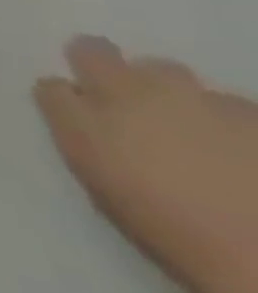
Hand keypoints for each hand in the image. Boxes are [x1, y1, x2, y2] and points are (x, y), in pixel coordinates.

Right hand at [36, 38, 257, 292]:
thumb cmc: (179, 238)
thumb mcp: (111, 191)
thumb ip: (87, 140)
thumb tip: (64, 102)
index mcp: (88, 118)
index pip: (54, 84)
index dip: (64, 95)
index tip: (73, 110)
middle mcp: (133, 93)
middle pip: (98, 55)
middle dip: (101, 66)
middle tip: (117, 93)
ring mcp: (200, 100)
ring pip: (170, 74)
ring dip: (171, 92)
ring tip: (188, 126)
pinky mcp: (253, 116)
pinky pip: (230, 103)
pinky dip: (226, 115)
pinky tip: (235, 144)